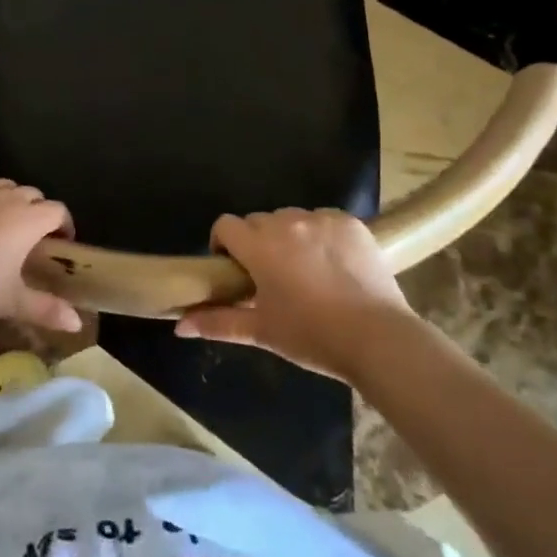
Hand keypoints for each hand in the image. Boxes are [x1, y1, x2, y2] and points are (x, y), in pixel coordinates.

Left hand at [0, 173, 80, 332]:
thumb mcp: (12, 302)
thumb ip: (47, 309)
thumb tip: (77, 324)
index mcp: (29, 220)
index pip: (58, 211)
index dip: (64, 225)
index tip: (61, 243)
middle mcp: (8, 198)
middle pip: (33, 194)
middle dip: (38, 211)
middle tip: (32, 237)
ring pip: (5, 184)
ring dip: (11, 198)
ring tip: (4, 220)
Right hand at [177, 208, 415, 379]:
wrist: (377, 337)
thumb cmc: (311, 335)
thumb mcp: (261, 331)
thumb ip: (217, 322)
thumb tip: (179, 326)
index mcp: (260, 245)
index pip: (226, 225)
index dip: (223, 243)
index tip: (233, 268)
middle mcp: (287, 222)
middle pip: (259, 221)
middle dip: (257, 242)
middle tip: (269, 276)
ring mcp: (322, 219)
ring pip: (292, 219)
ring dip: (289, 237)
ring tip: (304, 270)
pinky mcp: (351, 223)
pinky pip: (324, 220)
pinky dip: (321, 236)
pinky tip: (333, 265)